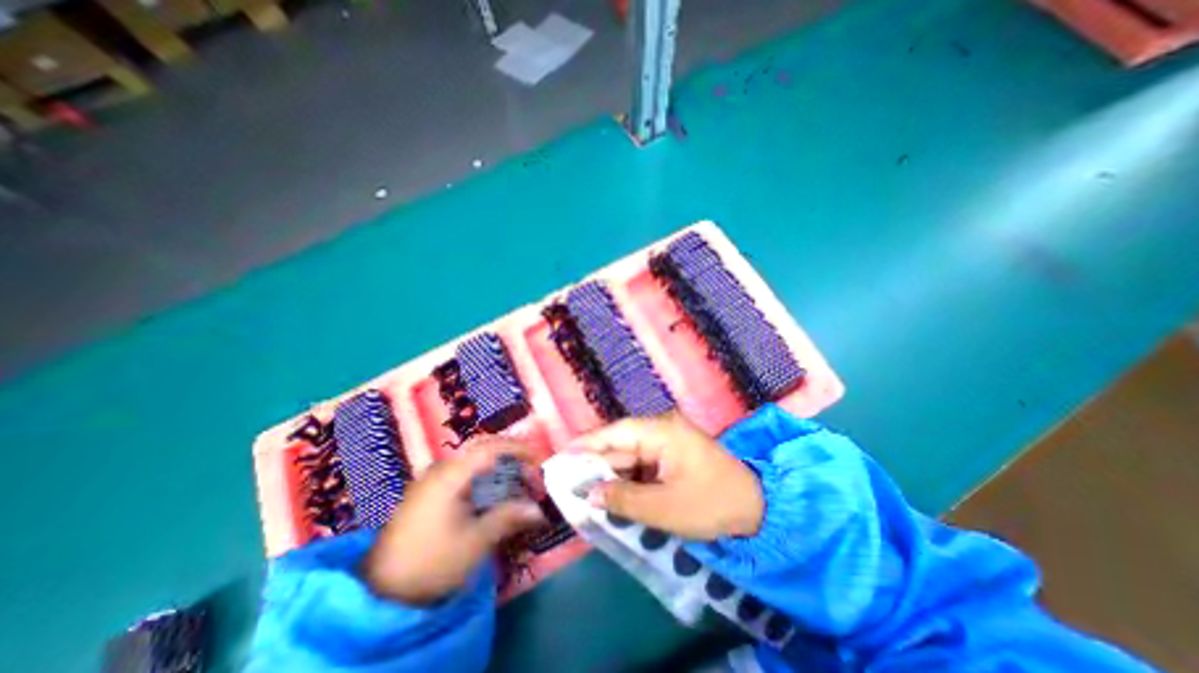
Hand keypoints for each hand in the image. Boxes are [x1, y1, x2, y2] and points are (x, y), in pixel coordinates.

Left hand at [357, 439, 541, 606]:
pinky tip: (492, 496)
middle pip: (483, 449)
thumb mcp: (475, 541)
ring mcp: (432, 480)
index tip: (539, 461)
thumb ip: (508, 518)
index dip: (519, 449)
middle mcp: (441, 468)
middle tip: (530, 472)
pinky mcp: (428, 493)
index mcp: (451, 474)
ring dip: (498, 469)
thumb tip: (538, 509)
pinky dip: (483, 479)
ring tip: (516, 485)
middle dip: (510, 457)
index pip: (491, 447)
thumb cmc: (431, 562)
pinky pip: (463, 474)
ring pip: (473, 462)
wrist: (380, 591)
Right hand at [569, 409, 762, 542]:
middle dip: (595, 463)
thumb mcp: (664, 508)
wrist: (757, 510)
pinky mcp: (671, 456)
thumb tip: (588, 494)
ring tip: (582, 490)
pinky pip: (641, 465)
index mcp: (661, 431)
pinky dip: (626, 480)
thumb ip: (622, 499)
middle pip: (620, 444)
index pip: (616, 433)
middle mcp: (661, 430)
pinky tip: (610, 493)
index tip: (561, 457)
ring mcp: (667, 443)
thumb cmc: (711, 504)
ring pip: (629, 456)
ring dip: (610, 474)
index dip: (587, 444)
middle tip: (566, 480)